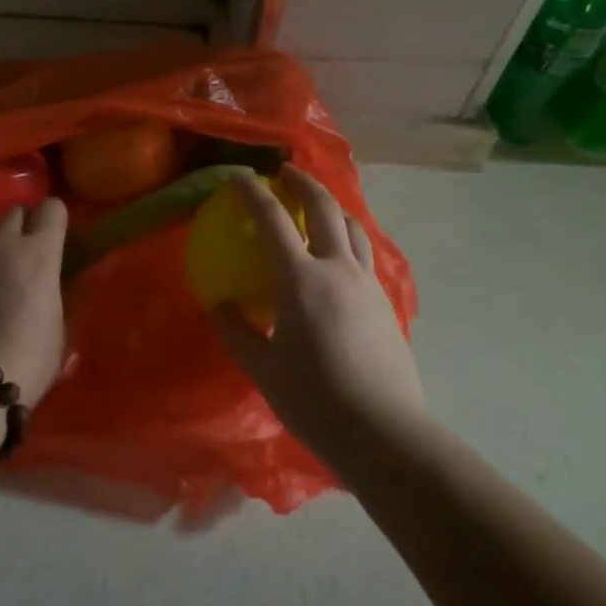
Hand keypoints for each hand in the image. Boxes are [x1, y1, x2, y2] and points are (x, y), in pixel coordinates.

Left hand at [0, 198, 68, 402]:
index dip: (54, 222)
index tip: (53, 240)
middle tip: (20, 259)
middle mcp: (3, 240)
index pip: (53, 208)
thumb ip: (53, 290)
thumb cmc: (25, 360)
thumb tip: (48, 281)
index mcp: (39, 252)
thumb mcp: (57, 325)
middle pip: (15, 213)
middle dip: (21, 230)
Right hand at [210, 168, 425, 477]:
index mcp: (301, 279)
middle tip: (286, 173)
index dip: (252, 191)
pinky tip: (339, 255)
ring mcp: (367, 282)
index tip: (239, 175)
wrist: (385, 432)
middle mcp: (337, 268)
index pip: (273, 219)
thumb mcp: (263, 369)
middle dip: (303, 182)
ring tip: (317, 206)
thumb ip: (237, 331)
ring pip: (352, 225)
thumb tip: (219, 305)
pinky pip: (364, 252)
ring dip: (331, 206)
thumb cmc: (316, 401)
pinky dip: (347, 236)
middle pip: (324, 206)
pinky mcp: (386, 300)